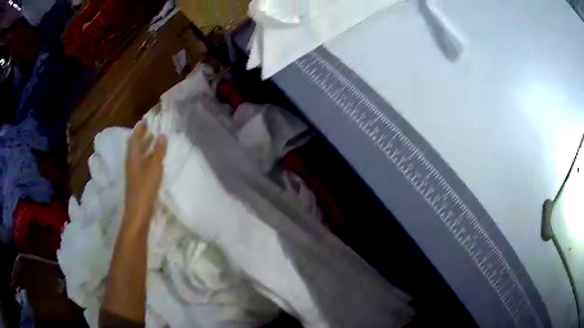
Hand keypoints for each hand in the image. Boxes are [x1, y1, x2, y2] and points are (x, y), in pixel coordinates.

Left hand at [124, 121, 166, 225]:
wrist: (138, 210)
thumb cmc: (145, 187)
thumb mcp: (154, 167)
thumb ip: (159, 151)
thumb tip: (162, 135)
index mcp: (133, 156)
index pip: (135, 138)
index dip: (139, 129)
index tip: (145, 121)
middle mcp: (131, 162)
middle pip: (135, 145)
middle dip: (141, 136)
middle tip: (149, 128)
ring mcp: (133, 171)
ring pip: (138, 154)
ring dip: (144, 146)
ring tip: (152, 140)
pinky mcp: (137, 179)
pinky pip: (140, 162)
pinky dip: (146, 156)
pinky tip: (152, 159)